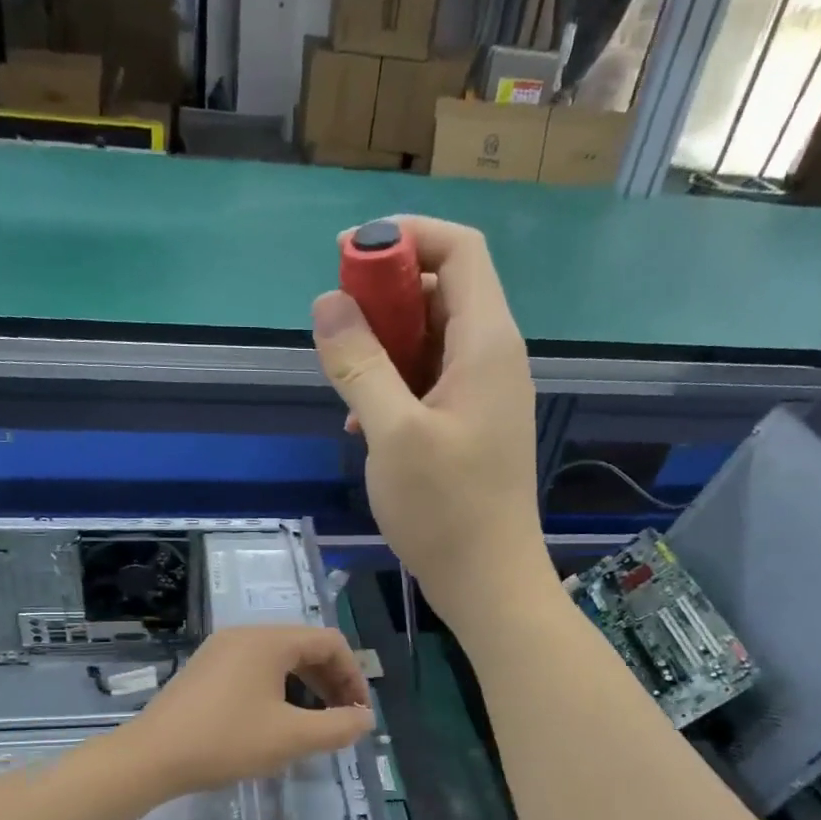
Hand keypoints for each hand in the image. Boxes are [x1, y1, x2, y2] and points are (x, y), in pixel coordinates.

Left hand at [121, 626, 374, 795]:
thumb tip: (366, 719)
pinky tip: (277, 720)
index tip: (359, 713)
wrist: (151, 757)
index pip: (330, 642)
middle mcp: (245, 635)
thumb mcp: (291, 737)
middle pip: (305, 647)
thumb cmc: (226, 741)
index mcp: (269, 640)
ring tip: (314, 723)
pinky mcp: (206, 669)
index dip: (354, 675)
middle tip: (342, 719)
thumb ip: (337, 727)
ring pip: (280, 659)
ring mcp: (221, 650)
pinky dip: (278, 688)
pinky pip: (255, 668)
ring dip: (306, 686)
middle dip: (331, 681)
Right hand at [313, 216, 556, 628]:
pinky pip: (430, 382)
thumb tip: (328, 302)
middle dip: (386, 295)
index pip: (458, 250)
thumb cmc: (445, 510)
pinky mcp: (471, 426)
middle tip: (337, 326)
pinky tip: (362, 423)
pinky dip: (395, 385)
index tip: (348, 255)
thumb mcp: (392, 433)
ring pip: (432, 340)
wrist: (488, 582)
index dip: (404, 237)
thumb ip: (359, 363)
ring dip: (384, 347)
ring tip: (345, 382)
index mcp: (487, 343)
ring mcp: (484, 395)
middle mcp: (493, 358)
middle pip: (442, 290)